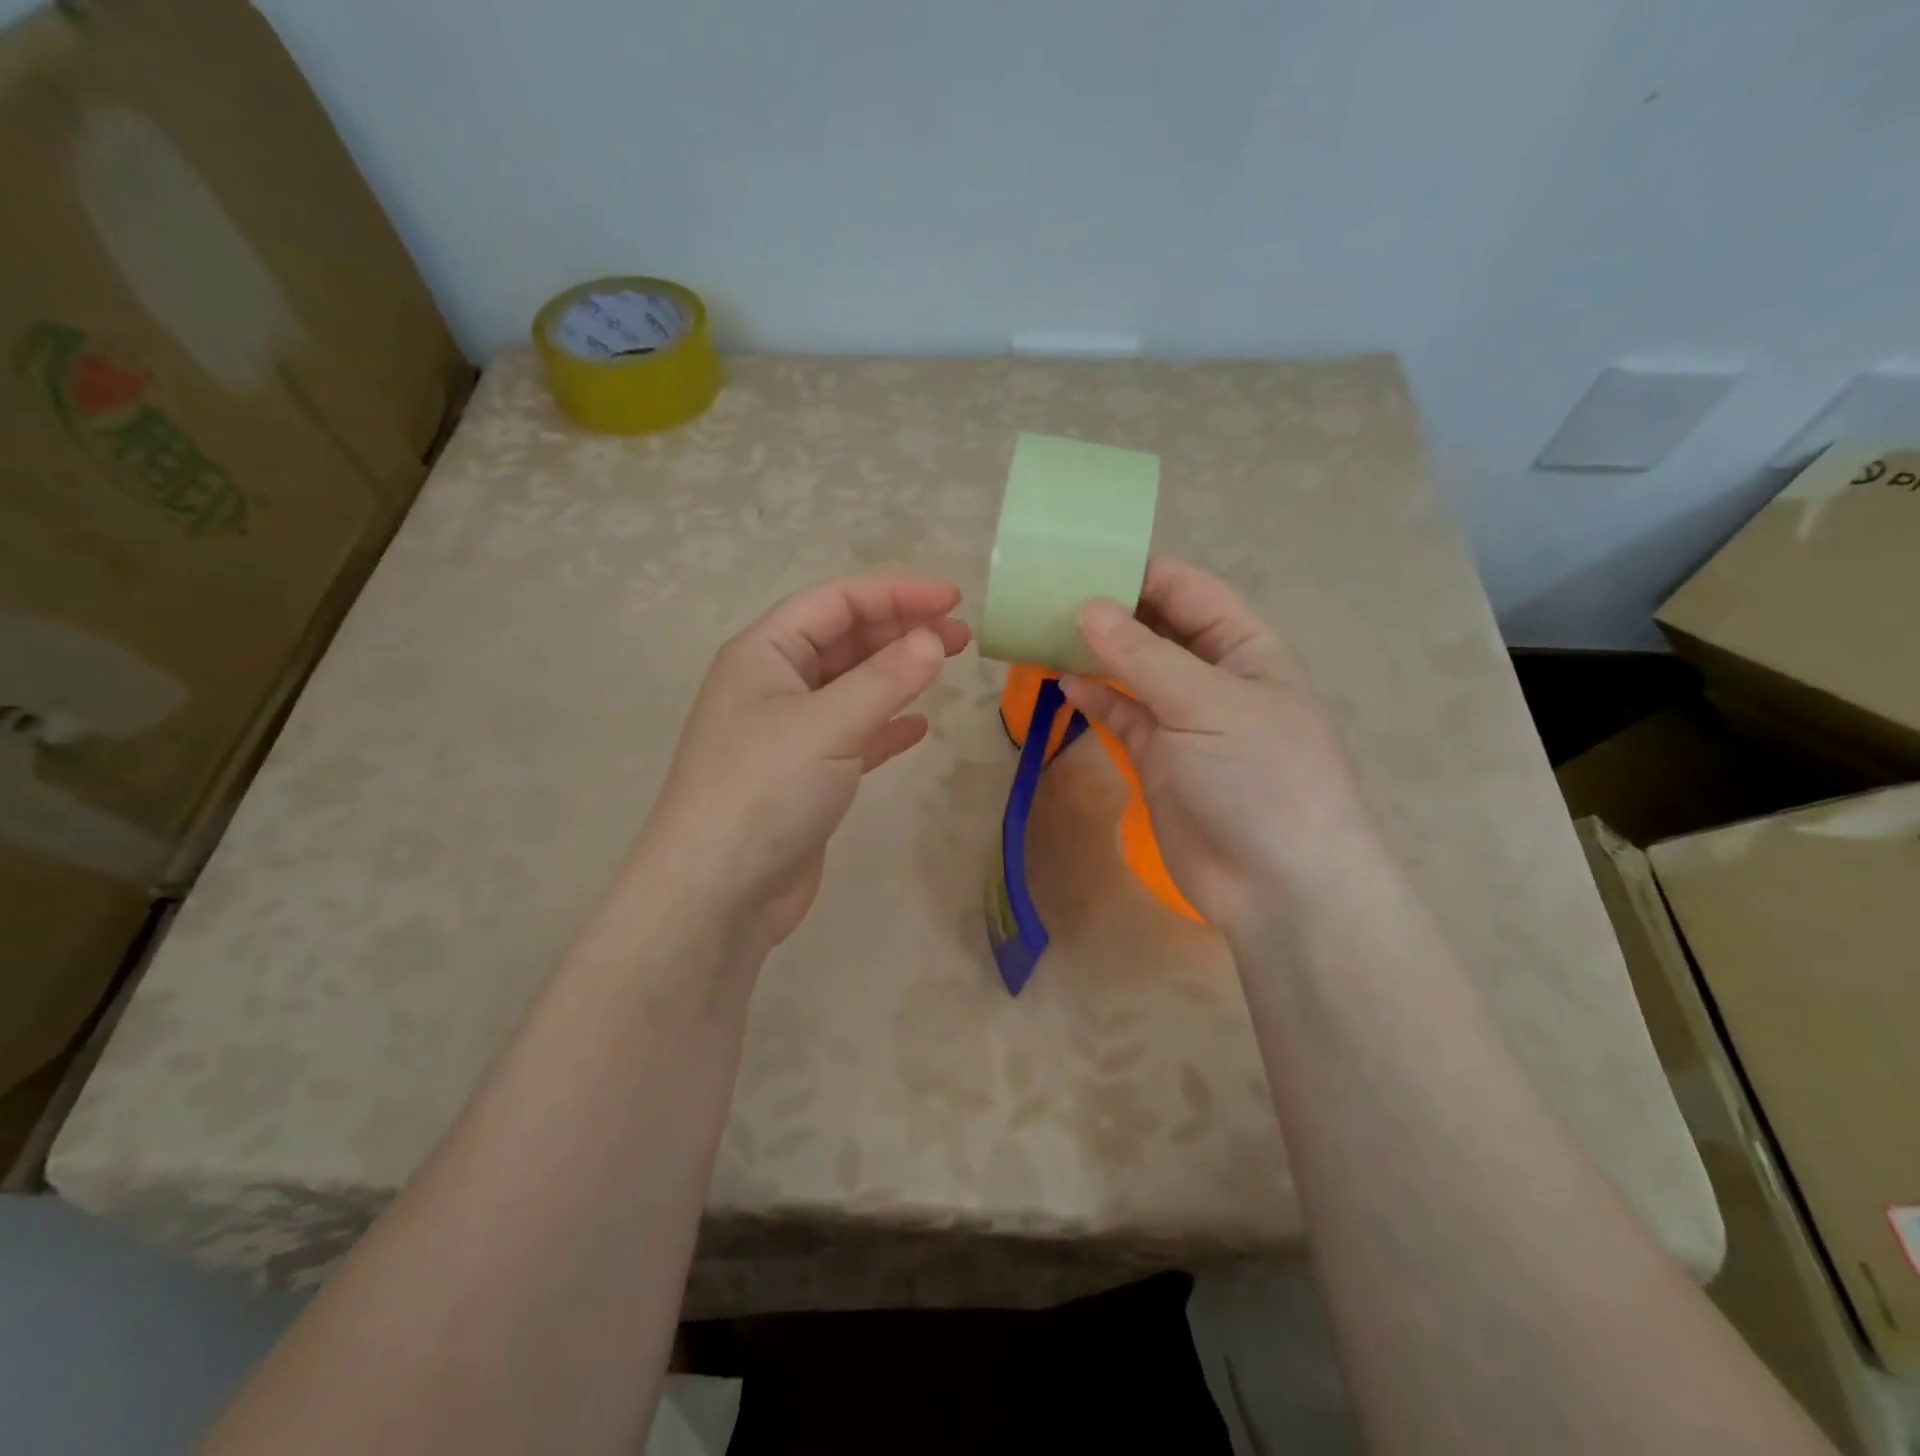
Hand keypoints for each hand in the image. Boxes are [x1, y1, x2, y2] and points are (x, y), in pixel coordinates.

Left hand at [632, 576, 969, 951]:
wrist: (717, 893)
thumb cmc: (764, 791)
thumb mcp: (828, 724)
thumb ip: (885, 679)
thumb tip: (934, 639)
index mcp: (764, 653)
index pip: (836, 602)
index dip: (895, 593)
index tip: (953, 599)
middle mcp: (773, 684)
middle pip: (845, 640)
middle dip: (902, 630)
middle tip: (962, 635)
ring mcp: (788, 732)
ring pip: (852, 686)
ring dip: (898, 674)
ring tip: (948, 667)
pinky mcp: (805, 775)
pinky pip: (853, 734)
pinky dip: (886, 725)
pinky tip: (918, 728)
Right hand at [1061, 559, 1379, 940]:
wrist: (1278, 885)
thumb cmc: (1259, 776)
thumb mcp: (1206, 703)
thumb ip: (1142, 655)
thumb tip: (1086, 607)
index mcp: (1244, 647)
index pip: (1187, 591)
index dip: (1138, 571)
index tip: (1079, 558)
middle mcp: (1213, 677)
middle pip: (1155, 629)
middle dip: (1109, 612)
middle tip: (1047, 594)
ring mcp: (1183, 721)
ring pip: (1132, 673)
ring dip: (1094, 655)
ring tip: (1042, 632)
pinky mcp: (1158, 760)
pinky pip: (1121, 716)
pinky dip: (1094, 699)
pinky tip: (1062, 683)